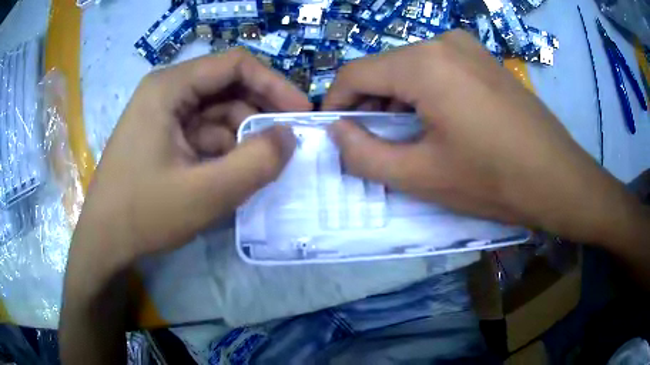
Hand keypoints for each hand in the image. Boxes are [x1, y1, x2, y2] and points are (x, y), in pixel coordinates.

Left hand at [73, 49, 310, 270]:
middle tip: (285, 146)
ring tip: (256, 171)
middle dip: (259, 116)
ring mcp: (163, 115)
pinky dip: (223, 152)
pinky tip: (230, 177)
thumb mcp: (205, 193)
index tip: (301, 114)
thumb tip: (290, 136)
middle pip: (227, 88)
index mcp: (170, 87)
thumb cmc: (143, 214)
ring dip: (241, 139)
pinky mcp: (163, 137)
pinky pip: (204, 134)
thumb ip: (255, 163)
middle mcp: (166, 91)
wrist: (104, 241)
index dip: (275, 85)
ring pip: (217, 114)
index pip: (235, 65)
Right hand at [323, 30, 639, 243]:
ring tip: (406, 137)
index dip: (335, 103)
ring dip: (397, 101)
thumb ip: (364, 154)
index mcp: (423, 63)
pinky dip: (424, 93)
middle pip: (384, 69)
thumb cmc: (493, 180)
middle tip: (372, 142)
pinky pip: (438, 69)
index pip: (355, 73)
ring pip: (411, 68)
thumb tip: (337, 132)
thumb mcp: (420, 176)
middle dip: (369, 105)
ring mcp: (468, 47)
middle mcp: (443, 41)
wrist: (559, 178)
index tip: (334, 132)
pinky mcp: (484, 59)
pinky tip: (438, 122)